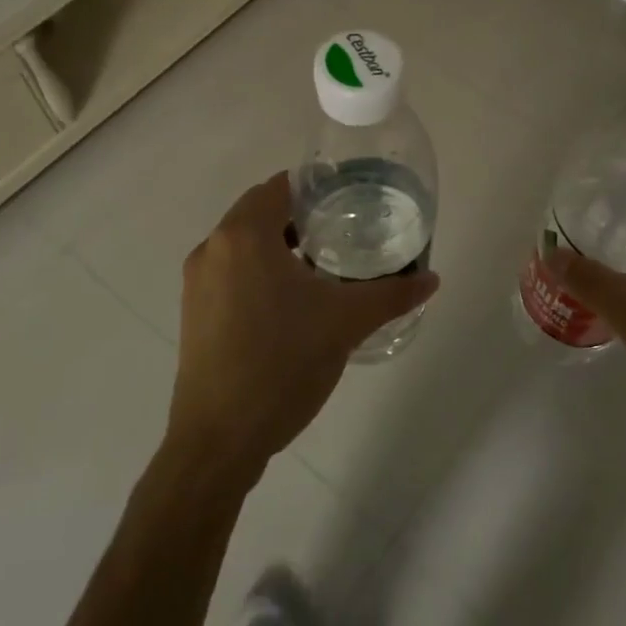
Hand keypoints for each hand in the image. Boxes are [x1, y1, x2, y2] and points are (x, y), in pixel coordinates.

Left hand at [167, 172, 438, 485]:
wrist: (219, 439)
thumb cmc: (282, 363)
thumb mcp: (346, 322)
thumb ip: (392, 294)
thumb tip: (431, 279)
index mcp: (242, 235)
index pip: (279, 186)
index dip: (316, 187)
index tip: (350, 200)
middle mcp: (212, 248)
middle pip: (260, 212)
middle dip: (301, 217)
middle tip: (344, 232)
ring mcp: (197, 282)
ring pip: (244, 245)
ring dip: (280, 246)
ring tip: (324, 267)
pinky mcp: (194, 312)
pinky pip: (231, 272)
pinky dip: (260, 272)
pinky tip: (292, 303)